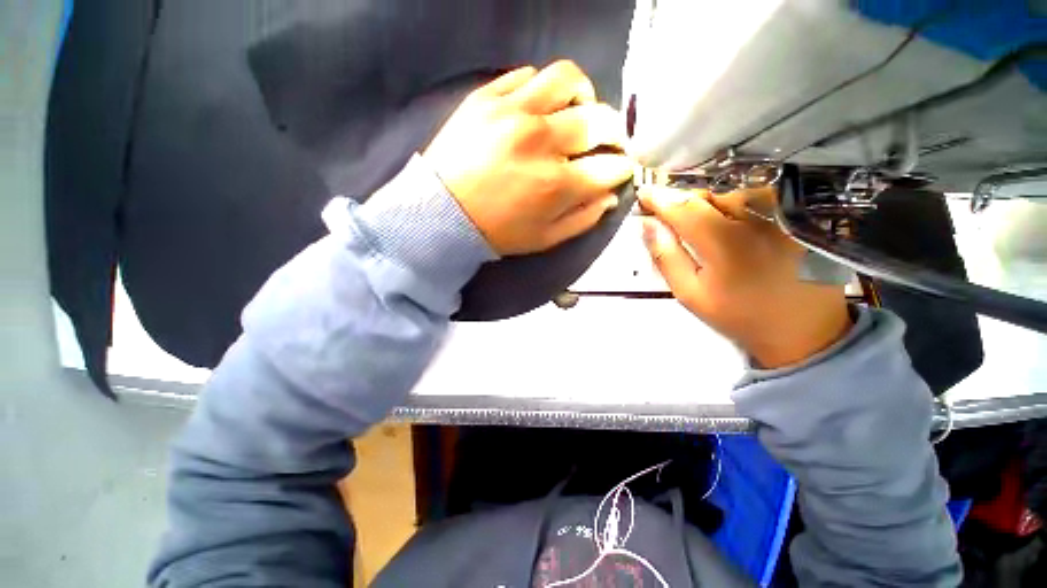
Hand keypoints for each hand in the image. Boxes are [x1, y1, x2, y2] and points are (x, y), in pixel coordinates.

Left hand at [424, 61, 633, 255]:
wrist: (441, 214)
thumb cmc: (497, 233)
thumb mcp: (545, 239)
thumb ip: (583, 219)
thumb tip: (610, 196)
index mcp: (557, 184)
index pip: (609, 166)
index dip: (622, 167)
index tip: (619, 168)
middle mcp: (541, 142)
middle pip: (599, 120)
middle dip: (614, 133)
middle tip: (606, 142)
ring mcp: (513, 113)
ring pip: (567, 80)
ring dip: (583, 96)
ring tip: (577, 111)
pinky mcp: (487, 98)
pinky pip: (527, 76)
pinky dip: (543, 90)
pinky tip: (540, 108)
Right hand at [640, 186, 850, 368]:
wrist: (801, 328)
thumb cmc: (737, 314)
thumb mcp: (690, 293)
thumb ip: (666, 257)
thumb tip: (648, 225)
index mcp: (723, 241)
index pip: (683, 208)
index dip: (660, 199)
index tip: (643, 194)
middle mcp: (753, 219)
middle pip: (709, 193)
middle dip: (683, 198)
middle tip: (668, 211)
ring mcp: (779, 215)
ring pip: (733, 191)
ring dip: (708, 198)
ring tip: (696, 214)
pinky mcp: (795, 217)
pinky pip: (759, 195)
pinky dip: (735, 198)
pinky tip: (728, 213)